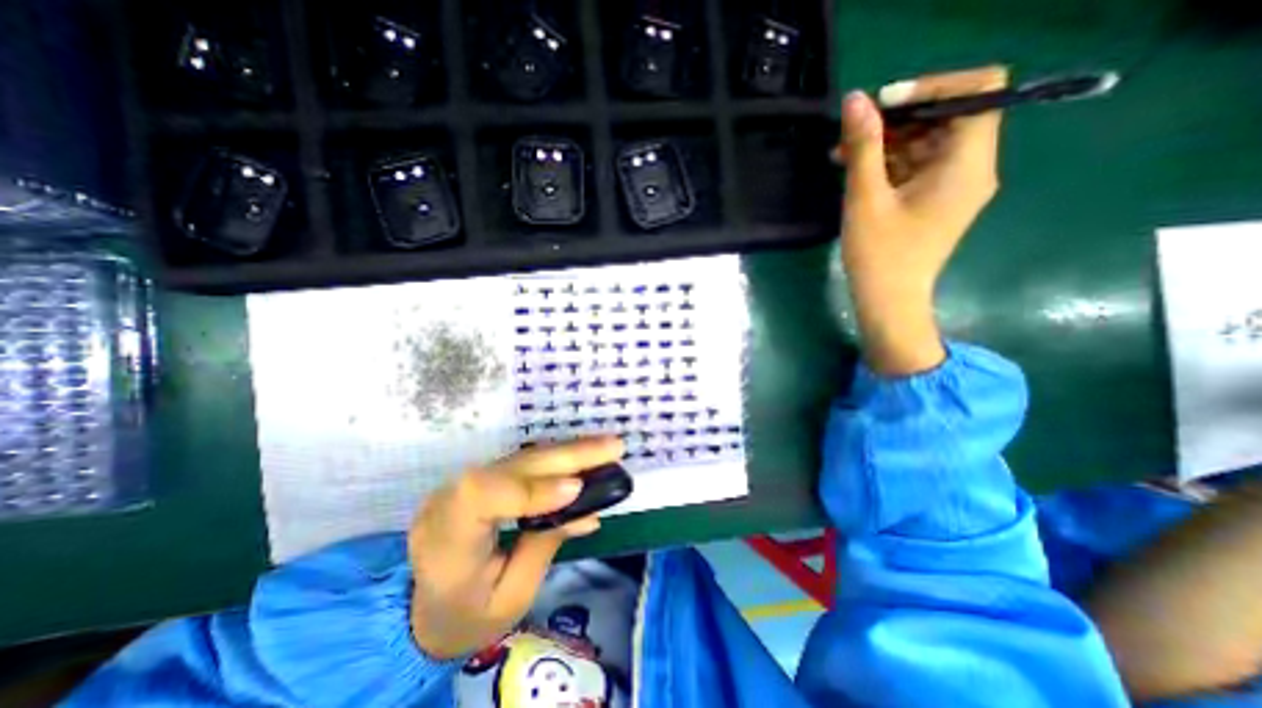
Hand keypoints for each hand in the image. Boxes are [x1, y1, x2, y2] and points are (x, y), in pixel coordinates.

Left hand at [407, 435, 621, 660]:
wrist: (427, 610)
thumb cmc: (469, 615)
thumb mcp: (512, 597)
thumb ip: (545, 545)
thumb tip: (586, 508)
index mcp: (445, 542)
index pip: (482, 496)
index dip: (532, 487)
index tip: (578, 489)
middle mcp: (449, 500)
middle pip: (511, 466)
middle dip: (568, 456)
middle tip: (614, 447)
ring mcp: (463, 483)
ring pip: (521, 457)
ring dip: (568, 451)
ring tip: (607, 447)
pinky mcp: (480, 477)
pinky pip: (522, 463)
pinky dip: (557, 458)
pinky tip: (585, 455)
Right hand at [836, 65, 1005, 376]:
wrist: (889, 303)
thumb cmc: (879, 256)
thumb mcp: (866, 199)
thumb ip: (864, 147)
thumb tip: (856, 100)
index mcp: (967, 164)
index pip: (978, 90)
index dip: (932, 87)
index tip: (883, 106)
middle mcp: (972, 168)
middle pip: (948, 115)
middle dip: (900, 117)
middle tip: (853, 133)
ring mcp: (955, 185)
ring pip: (929, 141)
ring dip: (888, 141)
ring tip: (843, 154)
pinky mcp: (937, 200)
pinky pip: (919, 166)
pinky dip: (890, 162)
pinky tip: (856, 170)